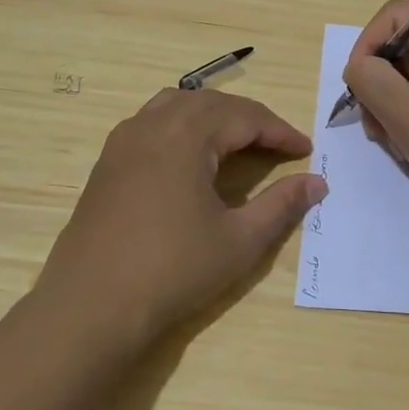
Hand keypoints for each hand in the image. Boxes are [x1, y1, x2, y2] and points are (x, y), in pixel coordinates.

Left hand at [38, 89, 325, 342]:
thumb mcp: (239, 240)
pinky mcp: (107, 162)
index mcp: (186, 134)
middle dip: (249, 119)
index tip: (306, 150)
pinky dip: (182, 127)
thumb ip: (281, 205)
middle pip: (210, 103)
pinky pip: (151, 123)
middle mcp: (152, 124)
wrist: (91, 306)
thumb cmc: (172, 270)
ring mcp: (123, 141)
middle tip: (278, 146)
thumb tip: (317, 183)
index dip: (279, 131)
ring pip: (176, 106)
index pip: (244, 116)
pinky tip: (190, 158)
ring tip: (237, 141)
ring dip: (213, 116)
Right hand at [343, 0, 408, 232]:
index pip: (394, 16)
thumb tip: (358, 67)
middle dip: (381, 87)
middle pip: (403, 50)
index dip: (366, 46)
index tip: (357, 88)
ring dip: (396, 109)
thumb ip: (370, 80)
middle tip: (377, 129)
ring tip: (400, 146)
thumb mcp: (408, 115)